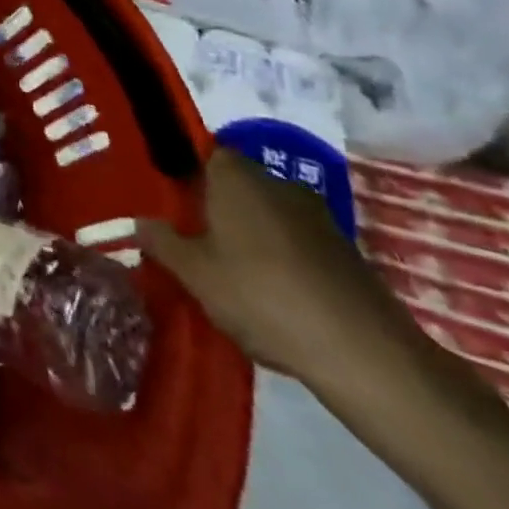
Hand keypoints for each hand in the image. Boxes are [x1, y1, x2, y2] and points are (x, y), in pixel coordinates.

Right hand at [137, 148, 419, 394]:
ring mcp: (316, 216)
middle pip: (231, 182)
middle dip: (209, 204)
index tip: (161, 198)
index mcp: (235, 175)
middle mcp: (276, 182)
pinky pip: (292, 241)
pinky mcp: (344, 252)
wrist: (368, 357)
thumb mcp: (194, 273)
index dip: (179, 171)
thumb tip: (140, 221)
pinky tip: (264, 293)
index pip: (198, 151)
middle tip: (183, 235)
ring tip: (221, 269)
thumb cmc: (263, 296)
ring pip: (263, 213)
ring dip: (244, 233)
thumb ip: (161, 241)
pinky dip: (275, 258)